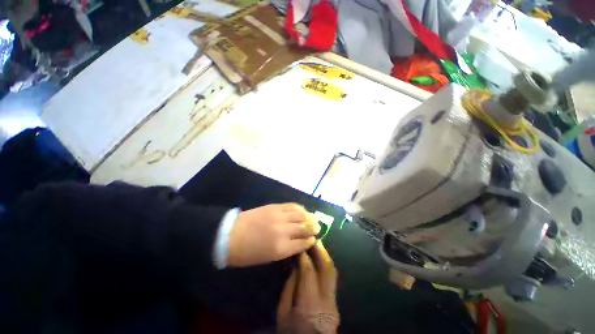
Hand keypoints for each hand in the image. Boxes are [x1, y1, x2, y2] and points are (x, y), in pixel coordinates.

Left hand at [227, 203, 319, 266]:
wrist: (229, 235)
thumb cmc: (247, 253)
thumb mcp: (267, 258)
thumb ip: (285, 249)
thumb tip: (298, 242)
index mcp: (282, 248)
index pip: (303, 243)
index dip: (310, 241)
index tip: (313, 239)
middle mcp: (284, 231)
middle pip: (305, 227)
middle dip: (313, 228)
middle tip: (318, 227)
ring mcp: (280, 217)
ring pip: (301, 215)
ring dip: (309, 216)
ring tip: (314, 218)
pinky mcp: (275, 207)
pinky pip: (292, 206)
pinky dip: (300, 208)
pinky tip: (303, 210)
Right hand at [277, 242, 339, 333]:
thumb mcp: (283, 313)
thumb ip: (290, 287)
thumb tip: (296, 266)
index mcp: (309, 305)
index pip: (309, 273)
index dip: (304, 257)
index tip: (300, 246)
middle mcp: (326, 302)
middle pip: (327, 270)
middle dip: (321, 251)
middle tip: (313, 239)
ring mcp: (334, 303)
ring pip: (333, 273)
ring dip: (325, 256)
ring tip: (318, 245)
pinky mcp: (336, 304)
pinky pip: (332, 279)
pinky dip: (326, 266)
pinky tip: (320, 260)